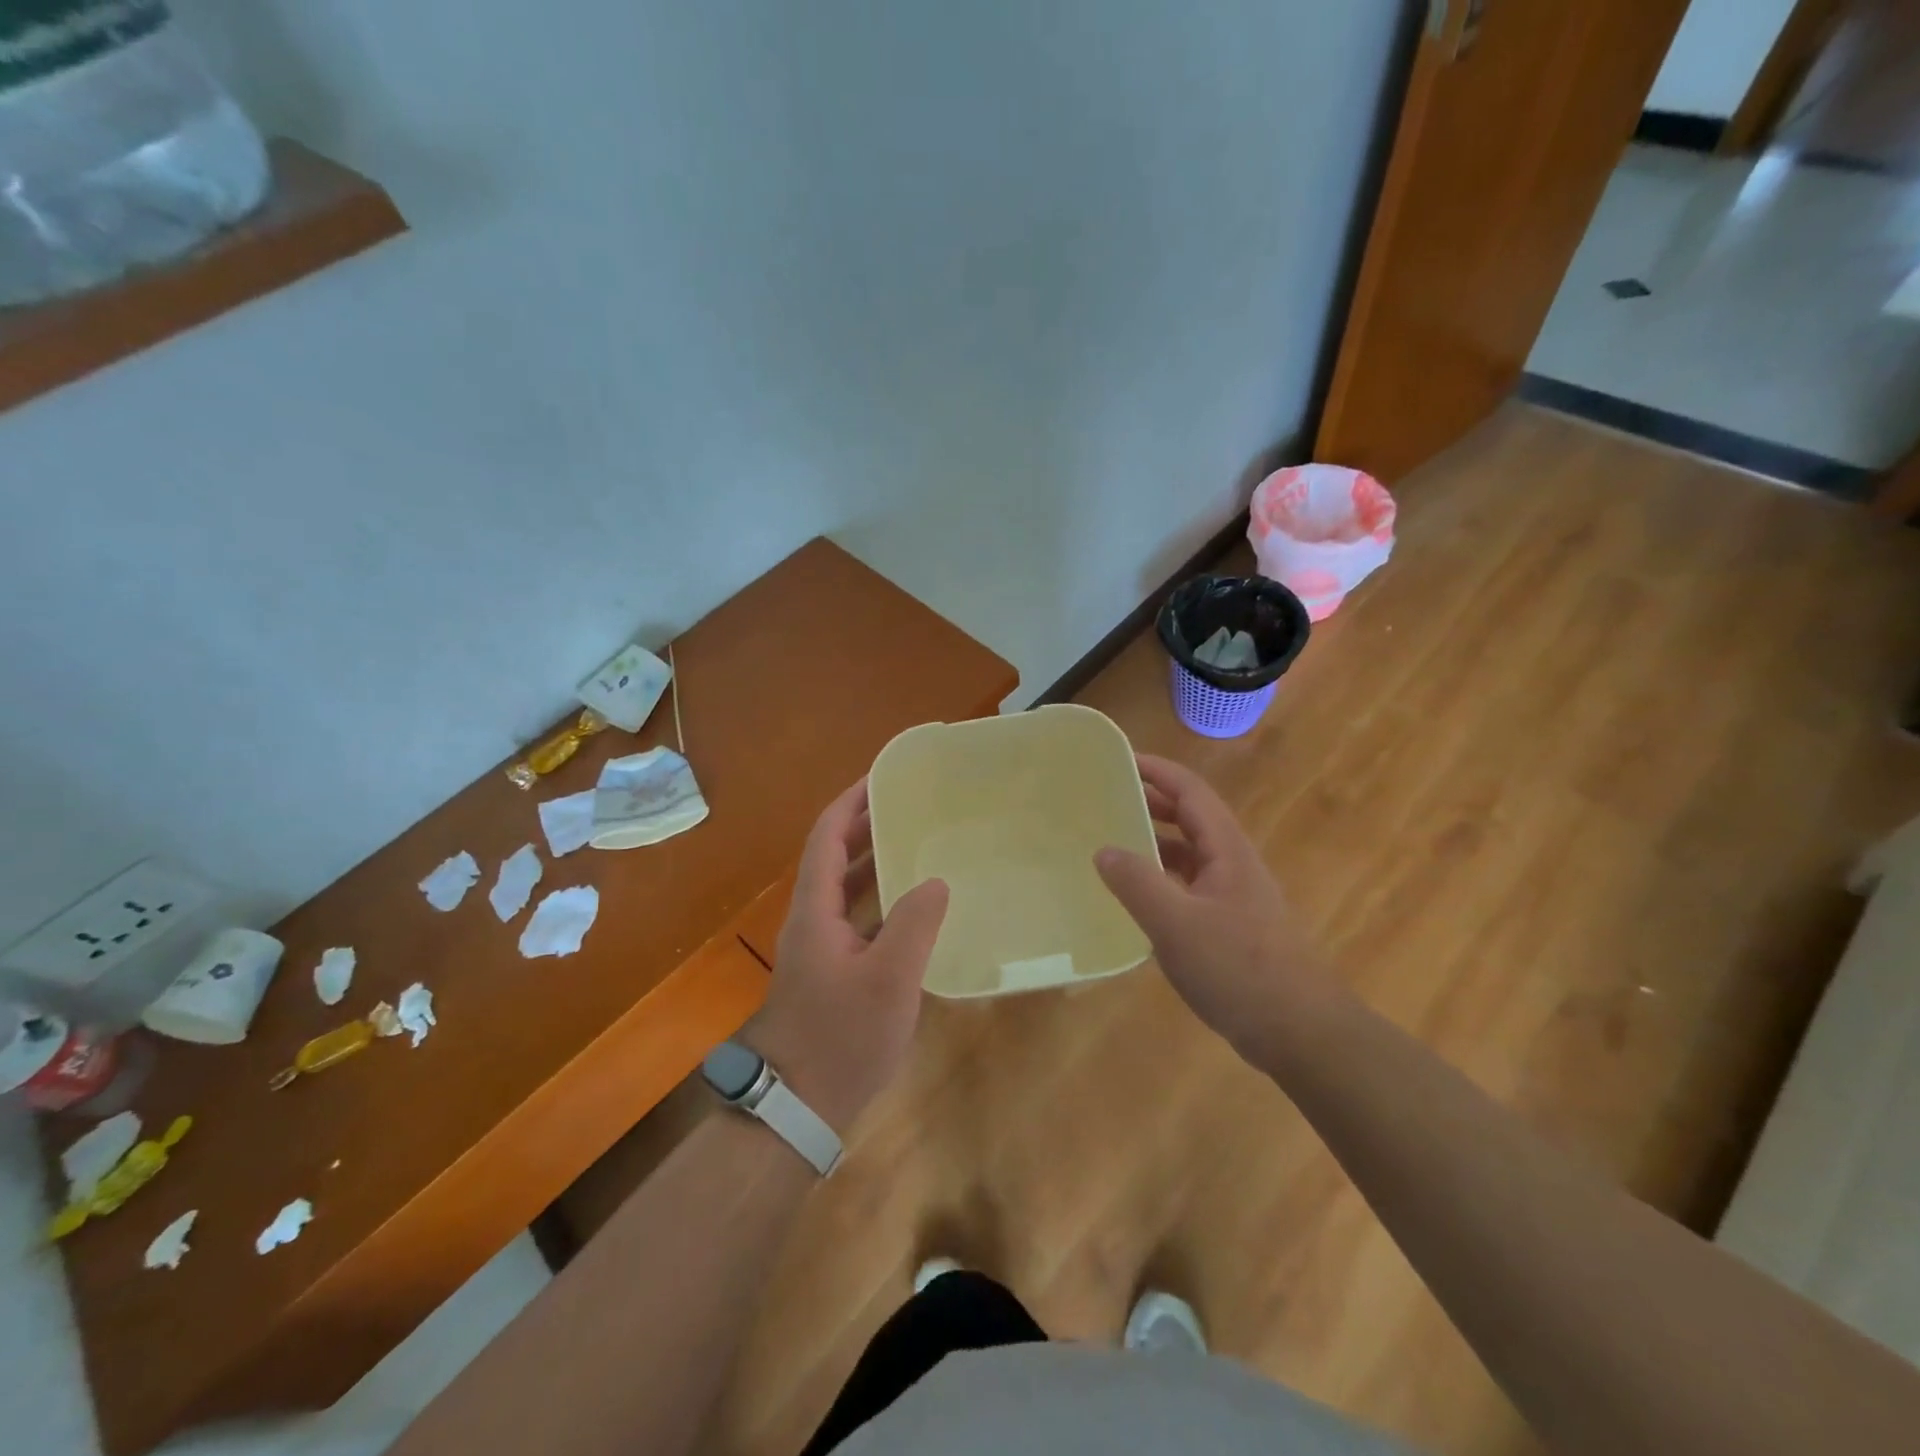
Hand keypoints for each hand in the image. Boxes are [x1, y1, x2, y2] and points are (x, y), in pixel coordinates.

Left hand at [745, 779, 949, 1135]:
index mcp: (815, 910)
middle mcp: (812, 919)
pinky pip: (858, 917)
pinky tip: (914, 906)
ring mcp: (820, 947)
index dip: (851, 801)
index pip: (827, 836)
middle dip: (866, 824)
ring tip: (917, 841)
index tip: (883, 775)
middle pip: (834, 856)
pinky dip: (881, 899)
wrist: (798, 1106)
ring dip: (874, 860)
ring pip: (845, 888)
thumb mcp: (889, 980)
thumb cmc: (840, 1038)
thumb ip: (914, 925)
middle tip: (910, 804)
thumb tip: (935, 880)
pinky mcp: (832, 971)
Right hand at [1095, 754, 1346, 1058]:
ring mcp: (1234, 897)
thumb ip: (1137, 883)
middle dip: (1151, 801)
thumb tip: (1103, 850)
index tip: (1118, 759)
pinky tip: (1137, 898)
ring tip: (1111, 842)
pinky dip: (1161, 880)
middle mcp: (1233, 864)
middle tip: (1105, 799)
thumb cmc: (1240, 969)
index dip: (1156, 770)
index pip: (1190, 791)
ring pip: (1189, 854)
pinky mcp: (1231, 927)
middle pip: (1190, 818)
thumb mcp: (1176, 925)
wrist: (1301, 1032)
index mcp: (1227, 850)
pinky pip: (1189, 887)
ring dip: (1154, 842)